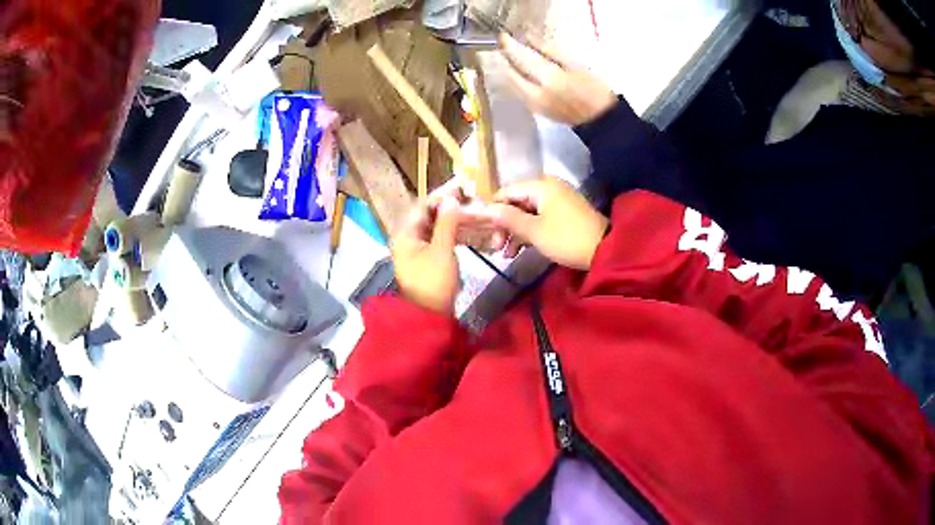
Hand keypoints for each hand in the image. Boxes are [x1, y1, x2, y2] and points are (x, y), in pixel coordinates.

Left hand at [391, 194, 467, 313]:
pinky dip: (452, 234)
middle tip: (472, 201)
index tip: (463, 188)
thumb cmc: (434, 282)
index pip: (423, 206)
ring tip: (474, 213)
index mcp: (405, 234)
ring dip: (453, 220)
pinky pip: (438, 240)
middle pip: (429, 216)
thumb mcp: (442, 250)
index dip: (443, 196)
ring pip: (435, 227)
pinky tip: (468, 231)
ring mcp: (416, 250)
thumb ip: (447, 222)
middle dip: (450, 208)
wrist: (430, 316)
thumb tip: (451, 198)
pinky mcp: (426, 260)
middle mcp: (407, 238)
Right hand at [485, 176, 608, 270]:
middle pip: (516, 202)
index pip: (506, 192)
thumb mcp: (534, 231)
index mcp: (540, 185)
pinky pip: (539, 218)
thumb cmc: (566, 238)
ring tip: (506, 254)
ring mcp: (558, 200)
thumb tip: (486, 209)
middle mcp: (548, 187)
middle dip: (504, 225)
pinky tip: (519, 250)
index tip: (484, 231)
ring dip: (515, 232)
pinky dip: (529, 232)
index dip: (493, 210)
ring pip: (527, 212)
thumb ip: (508, 218)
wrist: (605, 250)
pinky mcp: (564, 213)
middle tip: (496, 246)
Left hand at [498, 33, 616, 125]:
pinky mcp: (535, 110)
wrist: (600, 120)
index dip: (510, 46)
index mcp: (549, 79)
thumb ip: (551, 52)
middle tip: (504, 45)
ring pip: (511, 83)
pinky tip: (518, 72)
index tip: (504, 36)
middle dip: (504, 58)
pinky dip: (514, 79)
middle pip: (510, 72)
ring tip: (508, 56)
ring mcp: (534, 104)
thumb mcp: (576, 65)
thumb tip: (530, 39)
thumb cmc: (594, 89)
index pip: (521, 58)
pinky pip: (518, 92)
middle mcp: (536, 92)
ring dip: (507, 68)